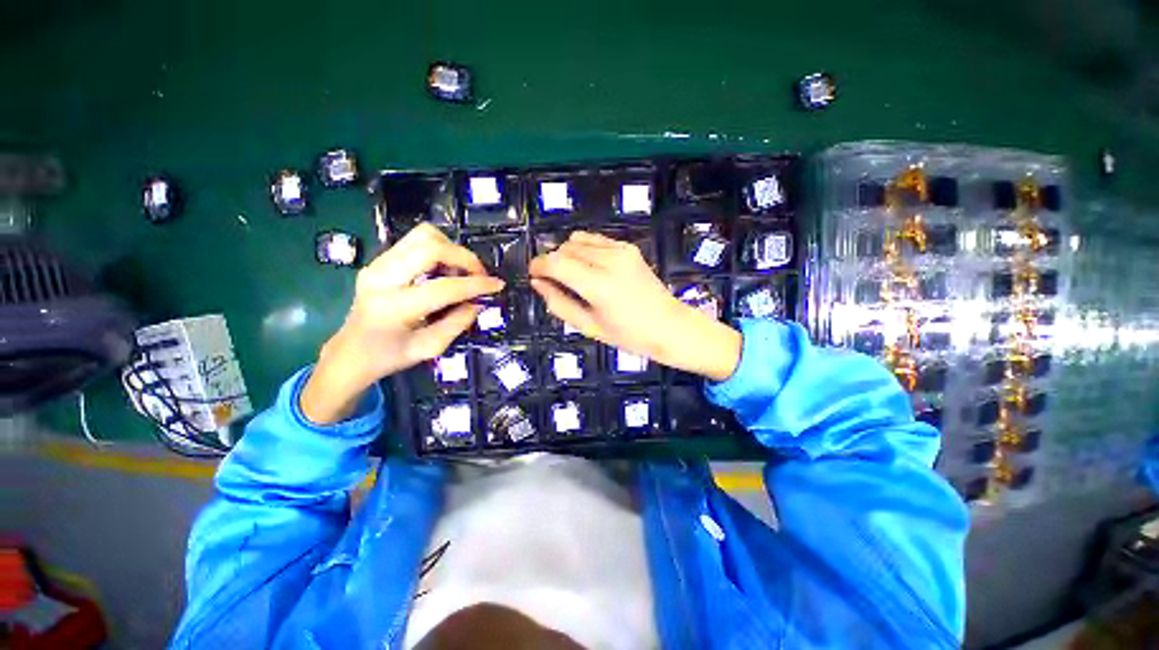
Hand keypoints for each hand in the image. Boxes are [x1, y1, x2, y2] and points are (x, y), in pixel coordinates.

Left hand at [301, 224, 503, 423]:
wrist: (351, 352)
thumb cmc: (390, 356)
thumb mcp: (430, 348)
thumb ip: (458, 323)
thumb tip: (479, 302)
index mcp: (394, 307)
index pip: (444, 287)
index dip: (476, 284)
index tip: (498, 285)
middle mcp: (382, 278)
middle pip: (430, 247)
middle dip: (464, 258)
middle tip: (479, 275)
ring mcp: (377, 264)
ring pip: (423, 236)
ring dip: (451, 250)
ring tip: (461, 272)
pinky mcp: (380, 260)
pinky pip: (416, 241)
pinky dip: (439, 250)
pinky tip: (445, 270)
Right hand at [528, 231, 740, 381]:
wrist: (669, 325)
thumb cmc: (628, 335)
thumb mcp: (588, 326)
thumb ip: (559, 303)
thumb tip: (538, 283)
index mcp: (599, 286)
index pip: (556, 263)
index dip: (539, 266)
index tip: (534, 275)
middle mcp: (610, 261)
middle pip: (565, 248)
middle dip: (553, 262)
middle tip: (555, 282)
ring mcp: (621, 250)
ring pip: (578, 240)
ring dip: (567, 254)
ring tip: (573, 275)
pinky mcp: (628, 247)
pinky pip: (595, 239)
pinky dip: (584, 249)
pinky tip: (590, 267)